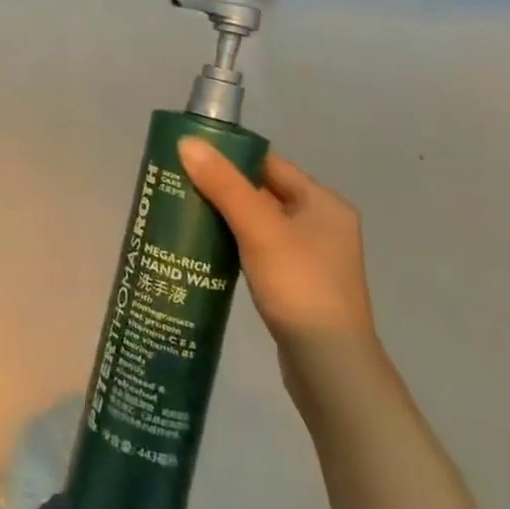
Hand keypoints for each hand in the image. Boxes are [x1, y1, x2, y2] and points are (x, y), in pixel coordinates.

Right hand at [178, 138, 375, 368]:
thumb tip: (186, 141)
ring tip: (185, 215)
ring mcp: (313, 258)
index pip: (270, 164)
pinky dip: (236, 245)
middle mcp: (323, 224)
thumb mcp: (258, 228)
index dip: (230, 158)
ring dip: (227, 218)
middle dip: (223, 189)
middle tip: (179, 186)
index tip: (190, 158)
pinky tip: (208, 251)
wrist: (329, 367)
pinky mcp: (299, 286)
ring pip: (260, 224)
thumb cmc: (299, 285)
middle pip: (264, 192)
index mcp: (324, 203)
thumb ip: (223, 184)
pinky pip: (261, 250)